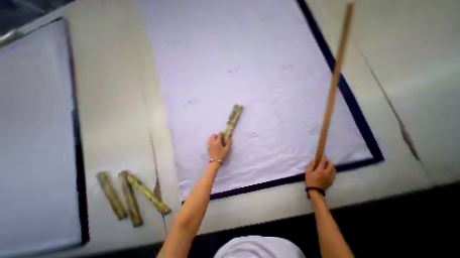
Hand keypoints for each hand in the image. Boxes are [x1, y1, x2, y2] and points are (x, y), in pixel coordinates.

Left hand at [208, 133, 231, 160]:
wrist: (215, 162)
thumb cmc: (222, 155)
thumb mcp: (227, 150)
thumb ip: (228, 143)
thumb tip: (230, 138)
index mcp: (217, 142)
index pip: (219, 135)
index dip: (221, 133)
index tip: (223, 133)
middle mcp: (212, 142)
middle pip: (213, 135)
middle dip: (216, 135)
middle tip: (219, 137)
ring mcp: (209, 145)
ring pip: (210, 138)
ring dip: (213, 137)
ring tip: (216, 140)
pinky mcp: (208, 148)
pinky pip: (209, 142)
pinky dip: (211, 141)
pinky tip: (213, 144)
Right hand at [305, 155, 333, 190]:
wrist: (315, 191)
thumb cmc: (310, 180)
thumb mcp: (308, 172)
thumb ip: (311, 165)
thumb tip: (314, 160)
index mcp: (320, 170)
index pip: (324, 161)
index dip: (323, 157)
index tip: (322, 155)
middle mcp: (327, 172)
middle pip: (331, 164)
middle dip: (328, 161)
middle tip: (324, 161)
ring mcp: (331, 177)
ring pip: (334, 169)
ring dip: (330, 166)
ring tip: (326, 166)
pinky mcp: (332, 180)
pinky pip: (333, 173)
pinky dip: (331, 170)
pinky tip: (327, 172)